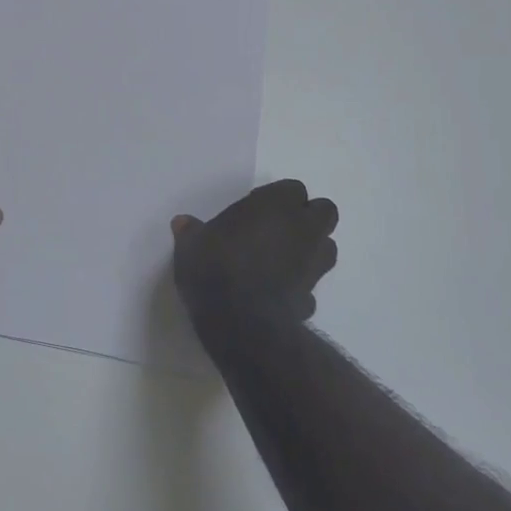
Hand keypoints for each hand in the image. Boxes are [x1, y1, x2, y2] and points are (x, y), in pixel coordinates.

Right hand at [171, 181, 338, 324]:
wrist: (240, 321)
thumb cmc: (214, 267)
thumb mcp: (191, 245)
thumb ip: (191, 232)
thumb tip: (182, 223)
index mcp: (276, 205)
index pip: (293, 189)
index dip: (278, 198)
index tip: (256, 209)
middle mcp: (302, 229)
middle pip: (324, 212)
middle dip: (307, 218)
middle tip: (278, 228)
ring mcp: (312, 264)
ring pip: (327, 247)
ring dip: (311, 249)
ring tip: (282, 259)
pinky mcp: (312, 297)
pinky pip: (311, 285)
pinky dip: (300, 285)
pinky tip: (278, 292)